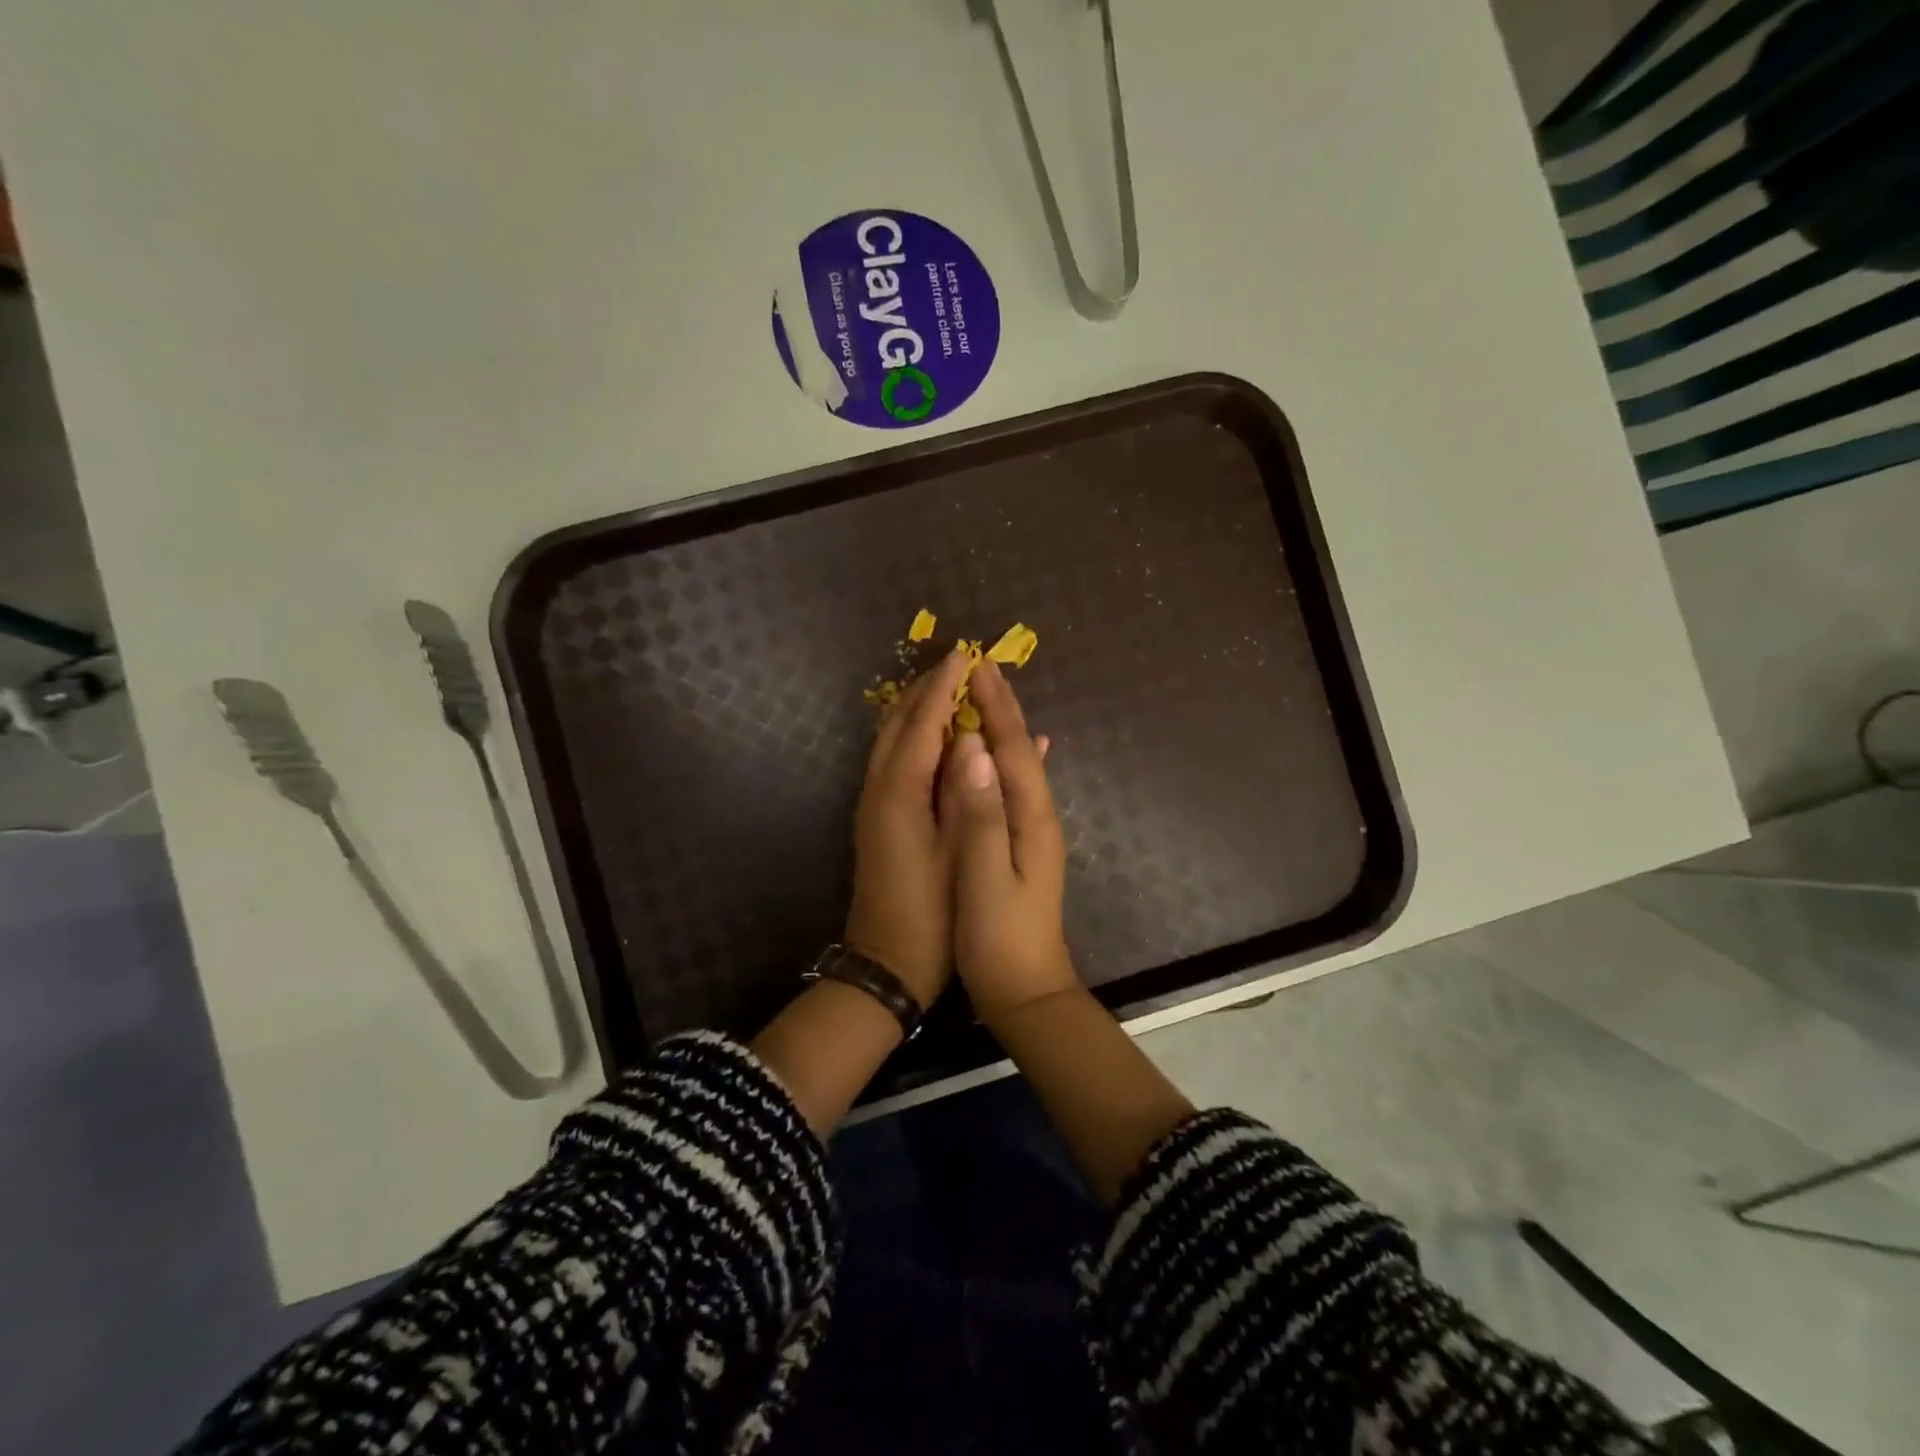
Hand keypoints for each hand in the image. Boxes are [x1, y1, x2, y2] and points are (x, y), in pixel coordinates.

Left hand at [844, 644, 972, 1009]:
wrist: (886, 963)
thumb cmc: (933, 913)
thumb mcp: (959, 851)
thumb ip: (967, 793)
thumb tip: (979, 741)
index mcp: (899, 792)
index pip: (923, 723)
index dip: (945, 688)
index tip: (967, 656)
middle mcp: (879, 788)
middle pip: (899, 722)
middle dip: (927, 689)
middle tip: (959, 665)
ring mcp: (873, 802)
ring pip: (890, 739)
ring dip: (917, 709)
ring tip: (950, 688)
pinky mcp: (877, 817)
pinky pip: (893, 758)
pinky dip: (913, 735)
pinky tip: (937, 735)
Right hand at [938, 657, 1077, 1023]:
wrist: (1027, 992)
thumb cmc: (1000, 939)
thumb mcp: (986, 879)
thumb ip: (981, 816)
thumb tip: (973, 752)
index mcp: (1032, 819)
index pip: (1014, 749)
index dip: (996, 708)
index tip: (978, 667)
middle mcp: (1039, 817)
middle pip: (1022, 750)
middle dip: (1003, 708)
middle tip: (983, 668)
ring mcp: (1034, 832)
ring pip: (1020, 766)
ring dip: (1003, 727)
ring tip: (986, 696)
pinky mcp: (1023, 846)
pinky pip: (1015, 786)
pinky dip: (1006, 759)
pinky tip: (1008, 754)